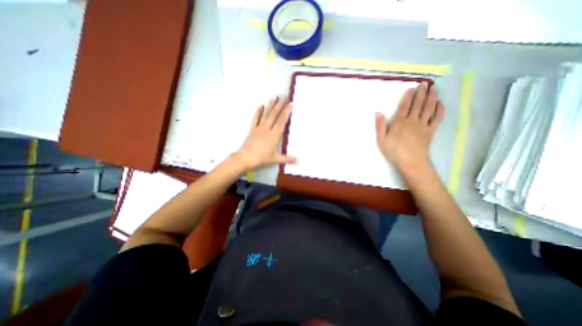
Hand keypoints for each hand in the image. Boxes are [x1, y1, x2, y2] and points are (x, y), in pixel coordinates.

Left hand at [233, 97, 296, 170]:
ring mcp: (259, 128)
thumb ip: (288, 159)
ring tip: (274, 97)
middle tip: (284, 98)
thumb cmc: (262, 158)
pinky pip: (255, 118)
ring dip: (270, 106)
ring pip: (266, 115)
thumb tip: (299, 162)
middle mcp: (267, 129)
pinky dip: (258, 112)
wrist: (246, 158)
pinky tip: (261, 106)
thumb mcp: (276, 158)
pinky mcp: (252, 129)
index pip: (282, 121)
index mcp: (274, 135)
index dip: (286, 112)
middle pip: (274, 115)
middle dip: (279, 106)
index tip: (291, 104)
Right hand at [375, 82, 443, 177]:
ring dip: (432, 97)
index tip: (411, 88)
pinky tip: (440, 104)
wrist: (411, 162)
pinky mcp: (431, 131)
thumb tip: (378, 112)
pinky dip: (440, 110)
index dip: (408, 96)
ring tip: (434, 88)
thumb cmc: (393, 151)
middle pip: (418, 104)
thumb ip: (379, 126)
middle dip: (422, 92)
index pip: (405, 106)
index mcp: (400, 122)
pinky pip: (437, 118)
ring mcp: (423, 125)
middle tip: (425, 83)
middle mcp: (413, 121)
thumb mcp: (381, 140)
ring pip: (429, 108)